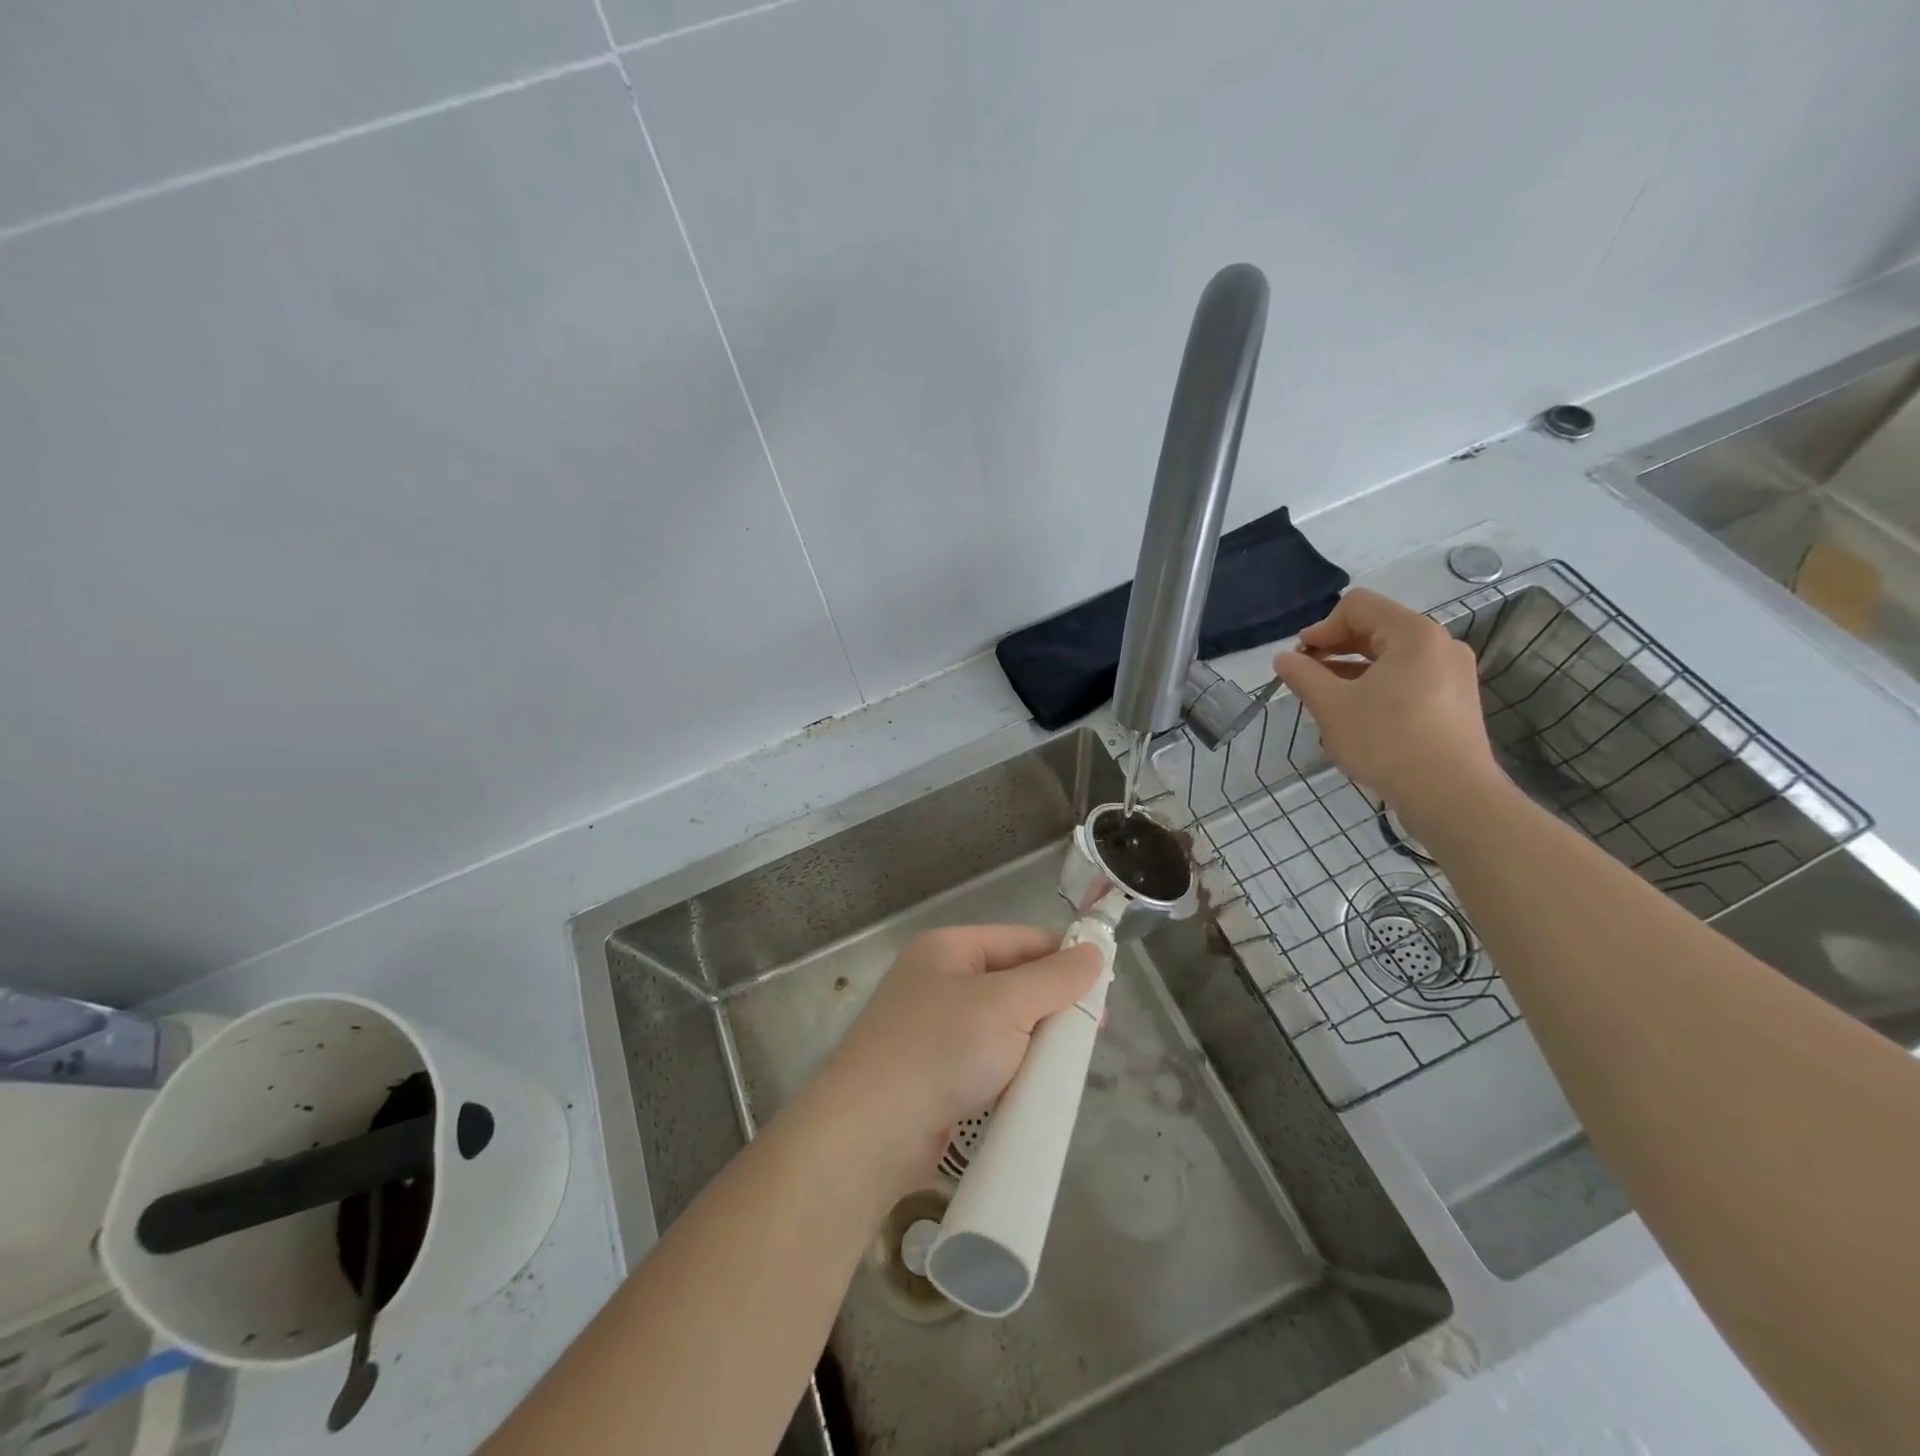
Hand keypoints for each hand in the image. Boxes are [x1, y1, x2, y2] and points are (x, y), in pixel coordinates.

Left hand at [816, 925, 1101, 1181]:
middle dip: (1052, 1005)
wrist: (871, 1131)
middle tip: (1093, 1033)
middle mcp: (938, 981)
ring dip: (1035, 1042)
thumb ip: (1054, 978)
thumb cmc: (941, 1048)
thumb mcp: (1006, 1004)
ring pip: (1002, 1026)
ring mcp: (932, 1030)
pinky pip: (986, 1061)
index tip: (1105, 987)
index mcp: (948, 949)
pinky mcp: (934, 1075)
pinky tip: (1035, 1088)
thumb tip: (1095, 952)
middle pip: (1012, 982)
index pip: (1020, 940)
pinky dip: (1012, 1071)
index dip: (1064, 958)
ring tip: (1069, 1064)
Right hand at [1272, 588, 1506, 831]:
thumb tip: (1284, 659)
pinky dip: (1376, 687)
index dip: (1321, 627)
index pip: (1358, 606)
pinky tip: (1356, 718)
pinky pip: (1407, 679)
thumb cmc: (1387, 741)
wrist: (1451, 796)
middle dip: (1335, 649)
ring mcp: (1451, 674)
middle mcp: (1439, 645)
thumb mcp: (1332, 706)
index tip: (1301, 660)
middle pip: (1375, 628)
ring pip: (1390, 657)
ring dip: (1351, 671)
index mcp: (1413, 634)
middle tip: (1307, 679)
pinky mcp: (1454, 702)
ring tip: (1327, 702)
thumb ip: (1303, 675)